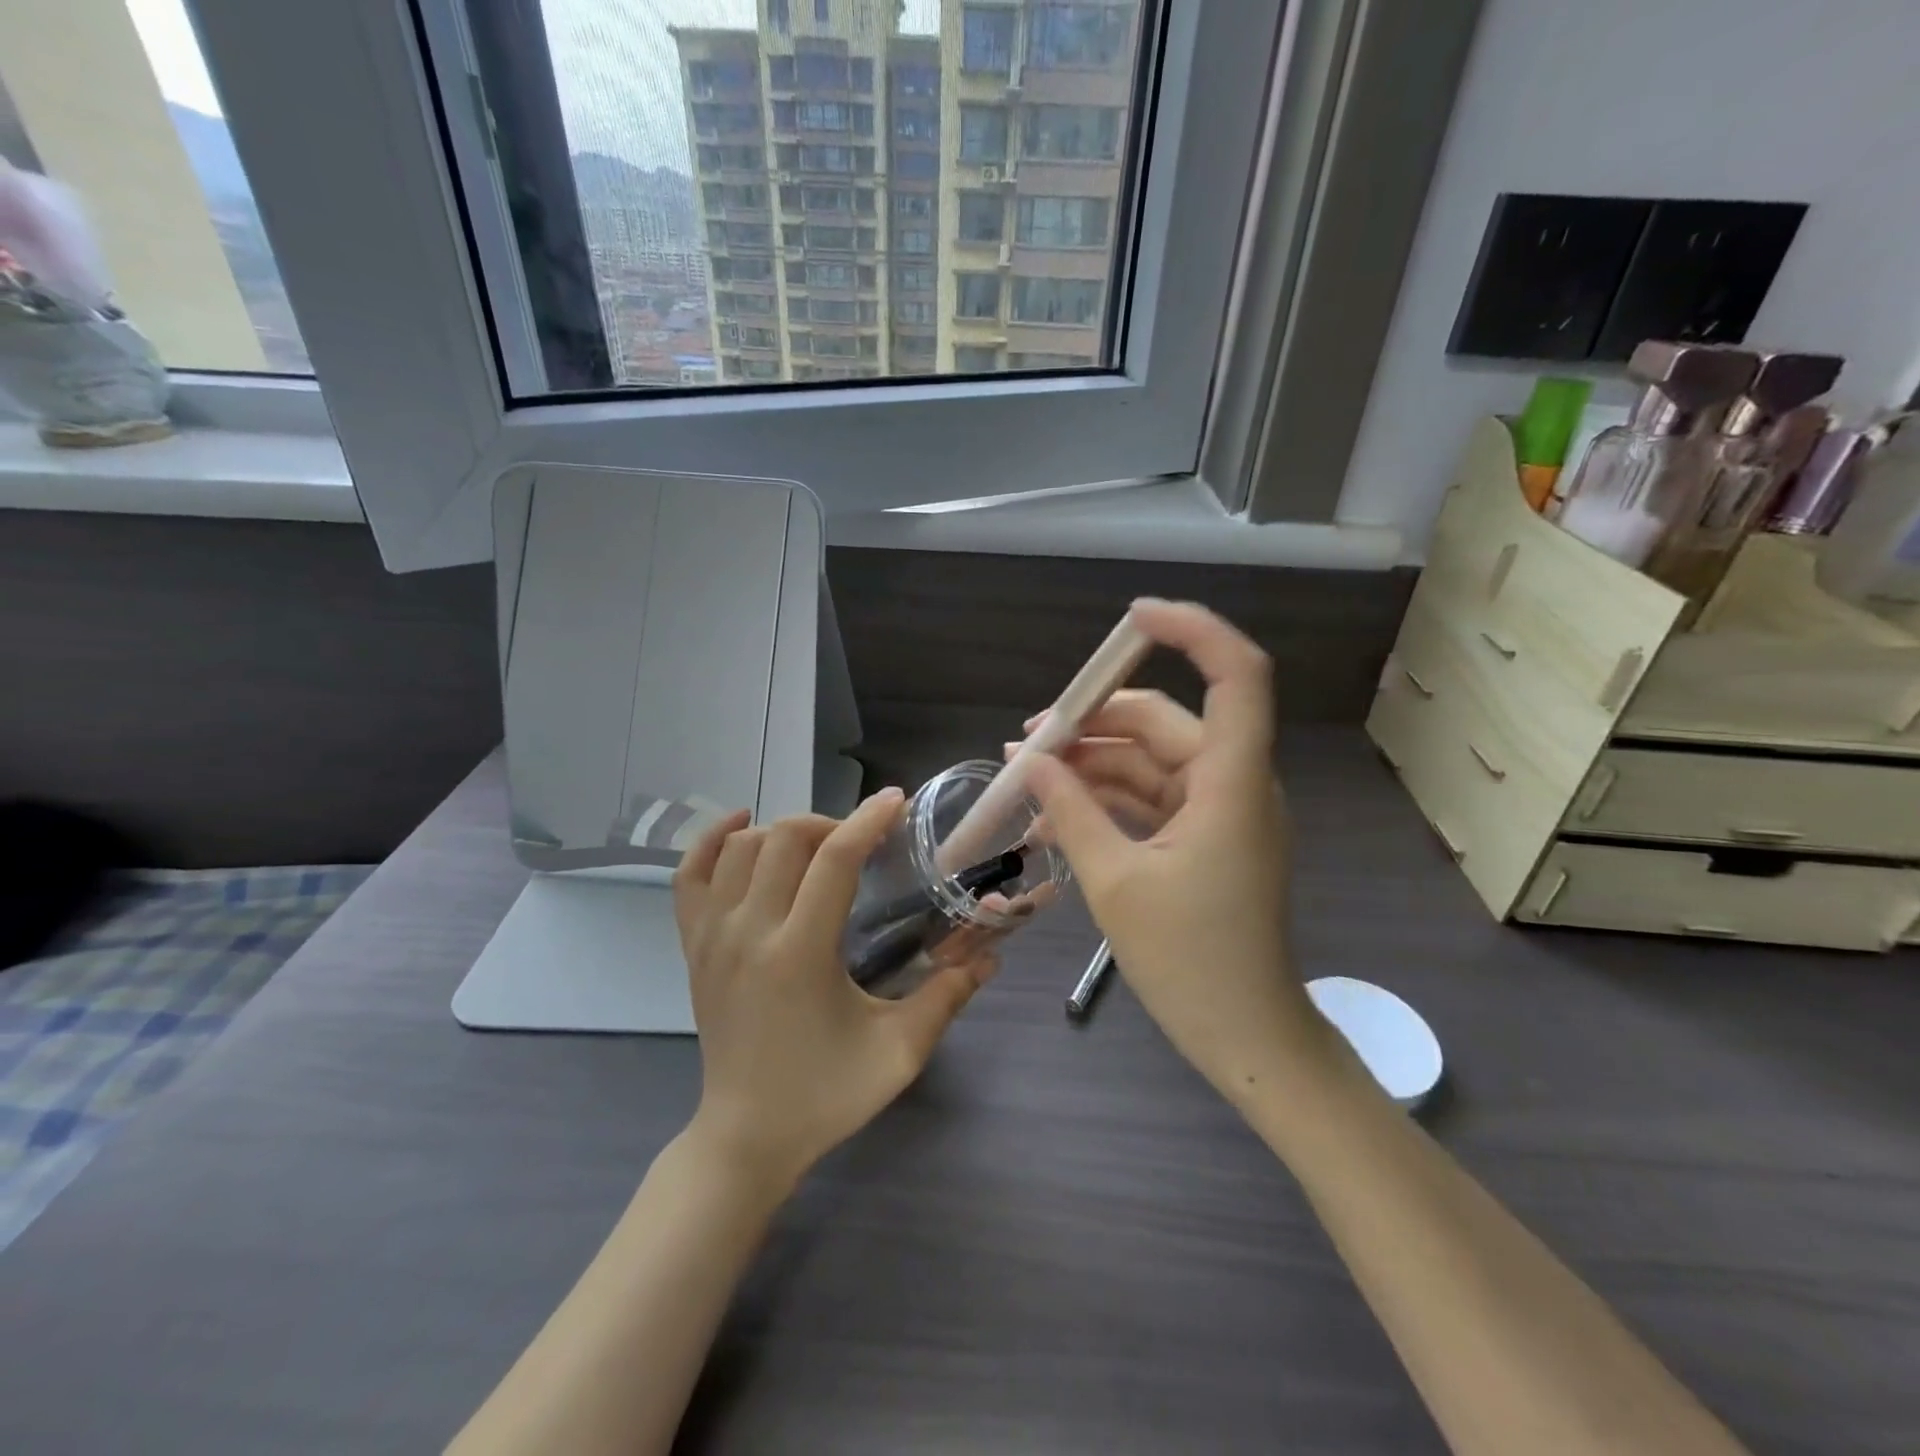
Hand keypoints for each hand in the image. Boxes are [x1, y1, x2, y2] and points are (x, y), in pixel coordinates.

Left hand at [672, 792, 994, 1189]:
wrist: (745, 1138)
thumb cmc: (825, 1096)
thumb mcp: (899, 1053)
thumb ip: (947, 997)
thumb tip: (991, 956)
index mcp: (800, 953)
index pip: (834, 860)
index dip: (868, 821)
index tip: (896, 802)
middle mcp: (749, 932)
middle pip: (785, 838)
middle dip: (832, 823)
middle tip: (864, 841)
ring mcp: (712, 936)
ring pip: (741, 847)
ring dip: (784, 831)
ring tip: (817, 847)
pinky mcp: (692, 946)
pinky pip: (690, 874)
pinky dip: (713, 840)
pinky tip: (743, 828)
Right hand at [1019, 601, 1332, 1102]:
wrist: (1246, 1037)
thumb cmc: (1190, 963)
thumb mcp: (1115, 883)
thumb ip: (1071, 812)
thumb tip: (1030, 763)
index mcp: (1231, 783)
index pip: (1236, 675)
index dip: (1192, 631)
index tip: (1132, 617)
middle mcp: (1233, 783)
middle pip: (1165, 721)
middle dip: (1095, 721)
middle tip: (1030, 738)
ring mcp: (1220, 811)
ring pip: (1151, 760)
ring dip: (1092, 764)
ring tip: (1027, 778)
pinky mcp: (1204, 837)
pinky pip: (1151, 798)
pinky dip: (1106, 799)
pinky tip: (1054, 816)